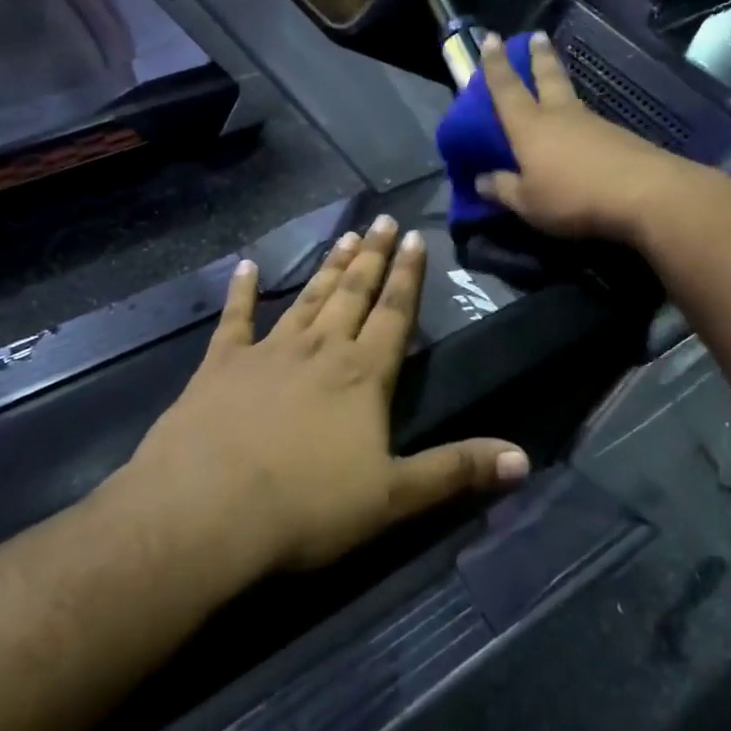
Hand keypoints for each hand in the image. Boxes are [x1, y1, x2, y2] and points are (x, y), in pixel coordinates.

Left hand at [128, 216, 529, 572]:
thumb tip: (524, 458)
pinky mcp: (220, 365)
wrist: (206, 510)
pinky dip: (242, 291)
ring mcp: (267, 352)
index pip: (395, 314)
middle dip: (372, 257)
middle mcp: (320, 349)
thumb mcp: (394, 497)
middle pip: (353, 293)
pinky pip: (235, 319)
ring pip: (307, 297)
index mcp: (363, 375)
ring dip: (328, 267)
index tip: (416, 238)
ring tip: (345, 235)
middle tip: (383, 220)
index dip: (409, 276)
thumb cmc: (307, 507)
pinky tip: (245, 265)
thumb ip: (456, 471)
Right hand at [475, 32, 697, 245]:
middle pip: (547, 77)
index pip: (506, 88)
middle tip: (536, 35)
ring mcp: (593, 123)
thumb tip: (480, 180)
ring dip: (561, 80)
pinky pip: (589, 120)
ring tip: (555, 78)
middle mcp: (560, 115)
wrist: (644, 193)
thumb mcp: (528, 202)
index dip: (496, 64)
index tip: (492, 38)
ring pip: (570, 95)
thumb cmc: (573, 196)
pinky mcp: (618, 137)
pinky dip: (579, 117)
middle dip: (538, 56)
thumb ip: (504, 189)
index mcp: (530, 126)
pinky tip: (580, 127)